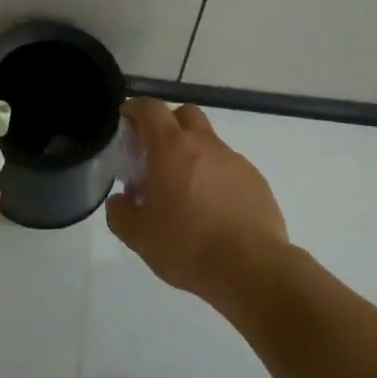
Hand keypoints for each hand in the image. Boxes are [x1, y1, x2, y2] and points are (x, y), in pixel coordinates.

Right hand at [107, 99, 287, 298]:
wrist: (252, 269)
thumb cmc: (188, 245)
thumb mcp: (139, 236)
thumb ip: (120, 213)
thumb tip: (120, 201)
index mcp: (171, 148)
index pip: (150, 108)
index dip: (135, 109)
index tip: (126, 121)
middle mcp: (204, 144)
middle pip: (184, 114)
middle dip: (167, 124)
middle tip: (156, 154)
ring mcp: (234, 160)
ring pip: (209, 142)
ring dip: (193, 154)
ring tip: (185, 191)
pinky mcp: (256, 181)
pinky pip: (229, 168)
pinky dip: (216, 177)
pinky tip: (214, 210)